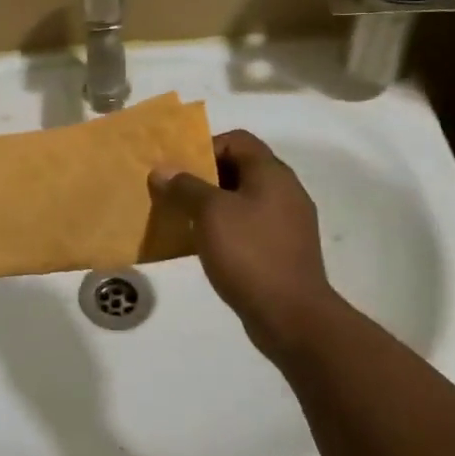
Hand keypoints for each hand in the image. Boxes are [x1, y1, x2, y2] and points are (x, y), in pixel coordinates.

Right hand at [150, 130, 345, 355]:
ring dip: (212, 205)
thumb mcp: (210, 213)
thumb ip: (185, 186)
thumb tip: (163, 170)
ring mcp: (287, 223)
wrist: (291, 315)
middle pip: (240, 168)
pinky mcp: (282, 249)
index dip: (205, 147)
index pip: (237, 140)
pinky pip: (249, 226)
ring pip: (242, 199)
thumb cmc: (249, 253)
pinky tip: (205, 246)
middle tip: (174, 193)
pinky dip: (225, 228)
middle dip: (203, 177)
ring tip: (184, 220)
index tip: (179, 170)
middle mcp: (285, 191)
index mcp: (272, 174)